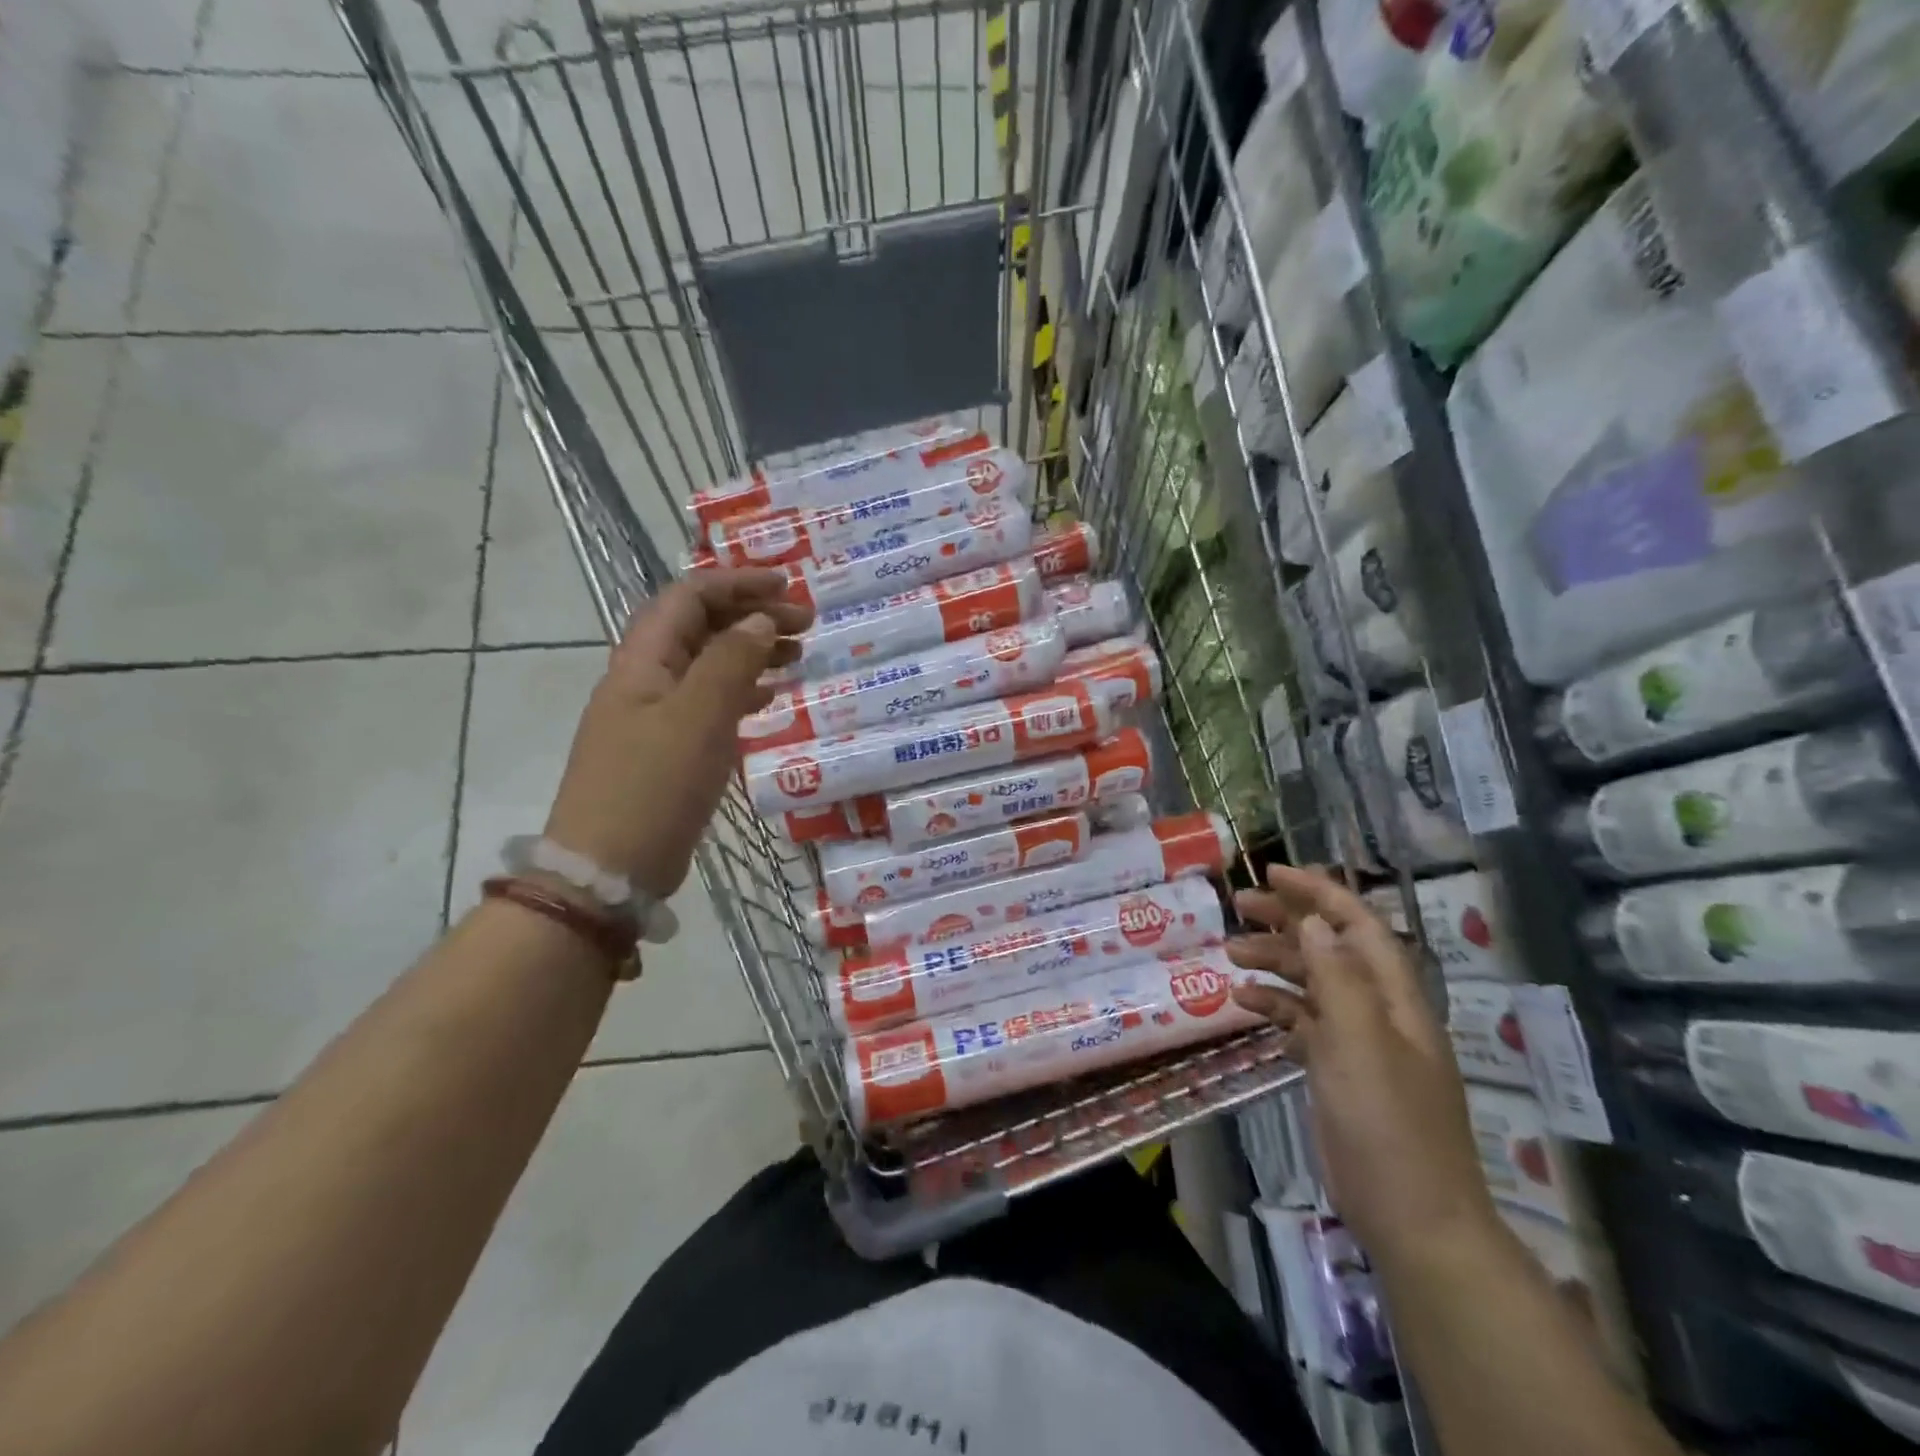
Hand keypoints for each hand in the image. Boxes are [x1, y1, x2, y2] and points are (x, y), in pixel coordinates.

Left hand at [543, 569, 811, 898]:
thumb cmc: (653, 787)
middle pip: (700, 628)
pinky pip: (711, 704)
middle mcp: (646, 680)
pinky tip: (772, 698)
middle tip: (807, 624)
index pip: (689, 598)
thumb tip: (761, 621)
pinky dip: (743, 692)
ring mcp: (656, 717)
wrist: (608, 870)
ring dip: (752, 652)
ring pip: (709, 666)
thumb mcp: (698, 718)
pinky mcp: (669, 750)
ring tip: (799, 656)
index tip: (788, 587)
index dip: (738, 584)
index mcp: (643, 661)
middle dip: (753, 616)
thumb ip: (731, 663)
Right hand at [1227, 865, 1499, 1266]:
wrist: (1412, 1216)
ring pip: (1311, 982)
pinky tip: (1243, 1002)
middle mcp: (1377, 1009)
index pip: (1357, 925)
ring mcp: (1357, 1041)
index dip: (1319, 893)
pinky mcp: (1337, 1070)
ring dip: (1274, 962)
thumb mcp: (1361, 1042)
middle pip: (1330, 947)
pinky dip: (1274, 1006)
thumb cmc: (1389, 1122)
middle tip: (1239, 907)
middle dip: (1287, 920)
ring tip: (1230, 953)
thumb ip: (1337, 977)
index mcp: (1394, 996)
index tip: (1272, 873)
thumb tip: (1313, 920)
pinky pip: (1302, 1022)